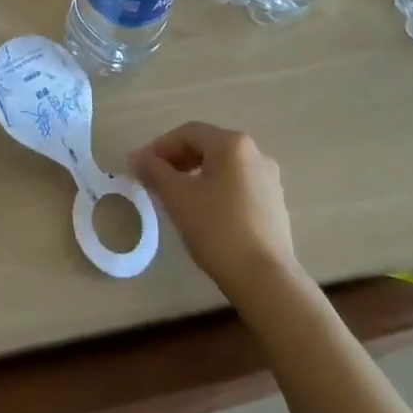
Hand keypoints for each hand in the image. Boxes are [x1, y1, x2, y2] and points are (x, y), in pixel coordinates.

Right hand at [130, 123, 298, 298]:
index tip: (140, 167)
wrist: (266, 280)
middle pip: (207, 146)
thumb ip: (154, 171)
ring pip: (223, 167)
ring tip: (177, 198)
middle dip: (177, 160)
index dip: (159, 146)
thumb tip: (136, 157)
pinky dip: (217, 190)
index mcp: (232, 144)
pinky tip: (205, 214)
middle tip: (155, 180)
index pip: (188, 133)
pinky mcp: (275, 204)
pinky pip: (238, 185)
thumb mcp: (177, 197)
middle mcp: (255, 153)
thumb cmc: (217, 229)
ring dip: (196, 175)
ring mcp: (269, 179)